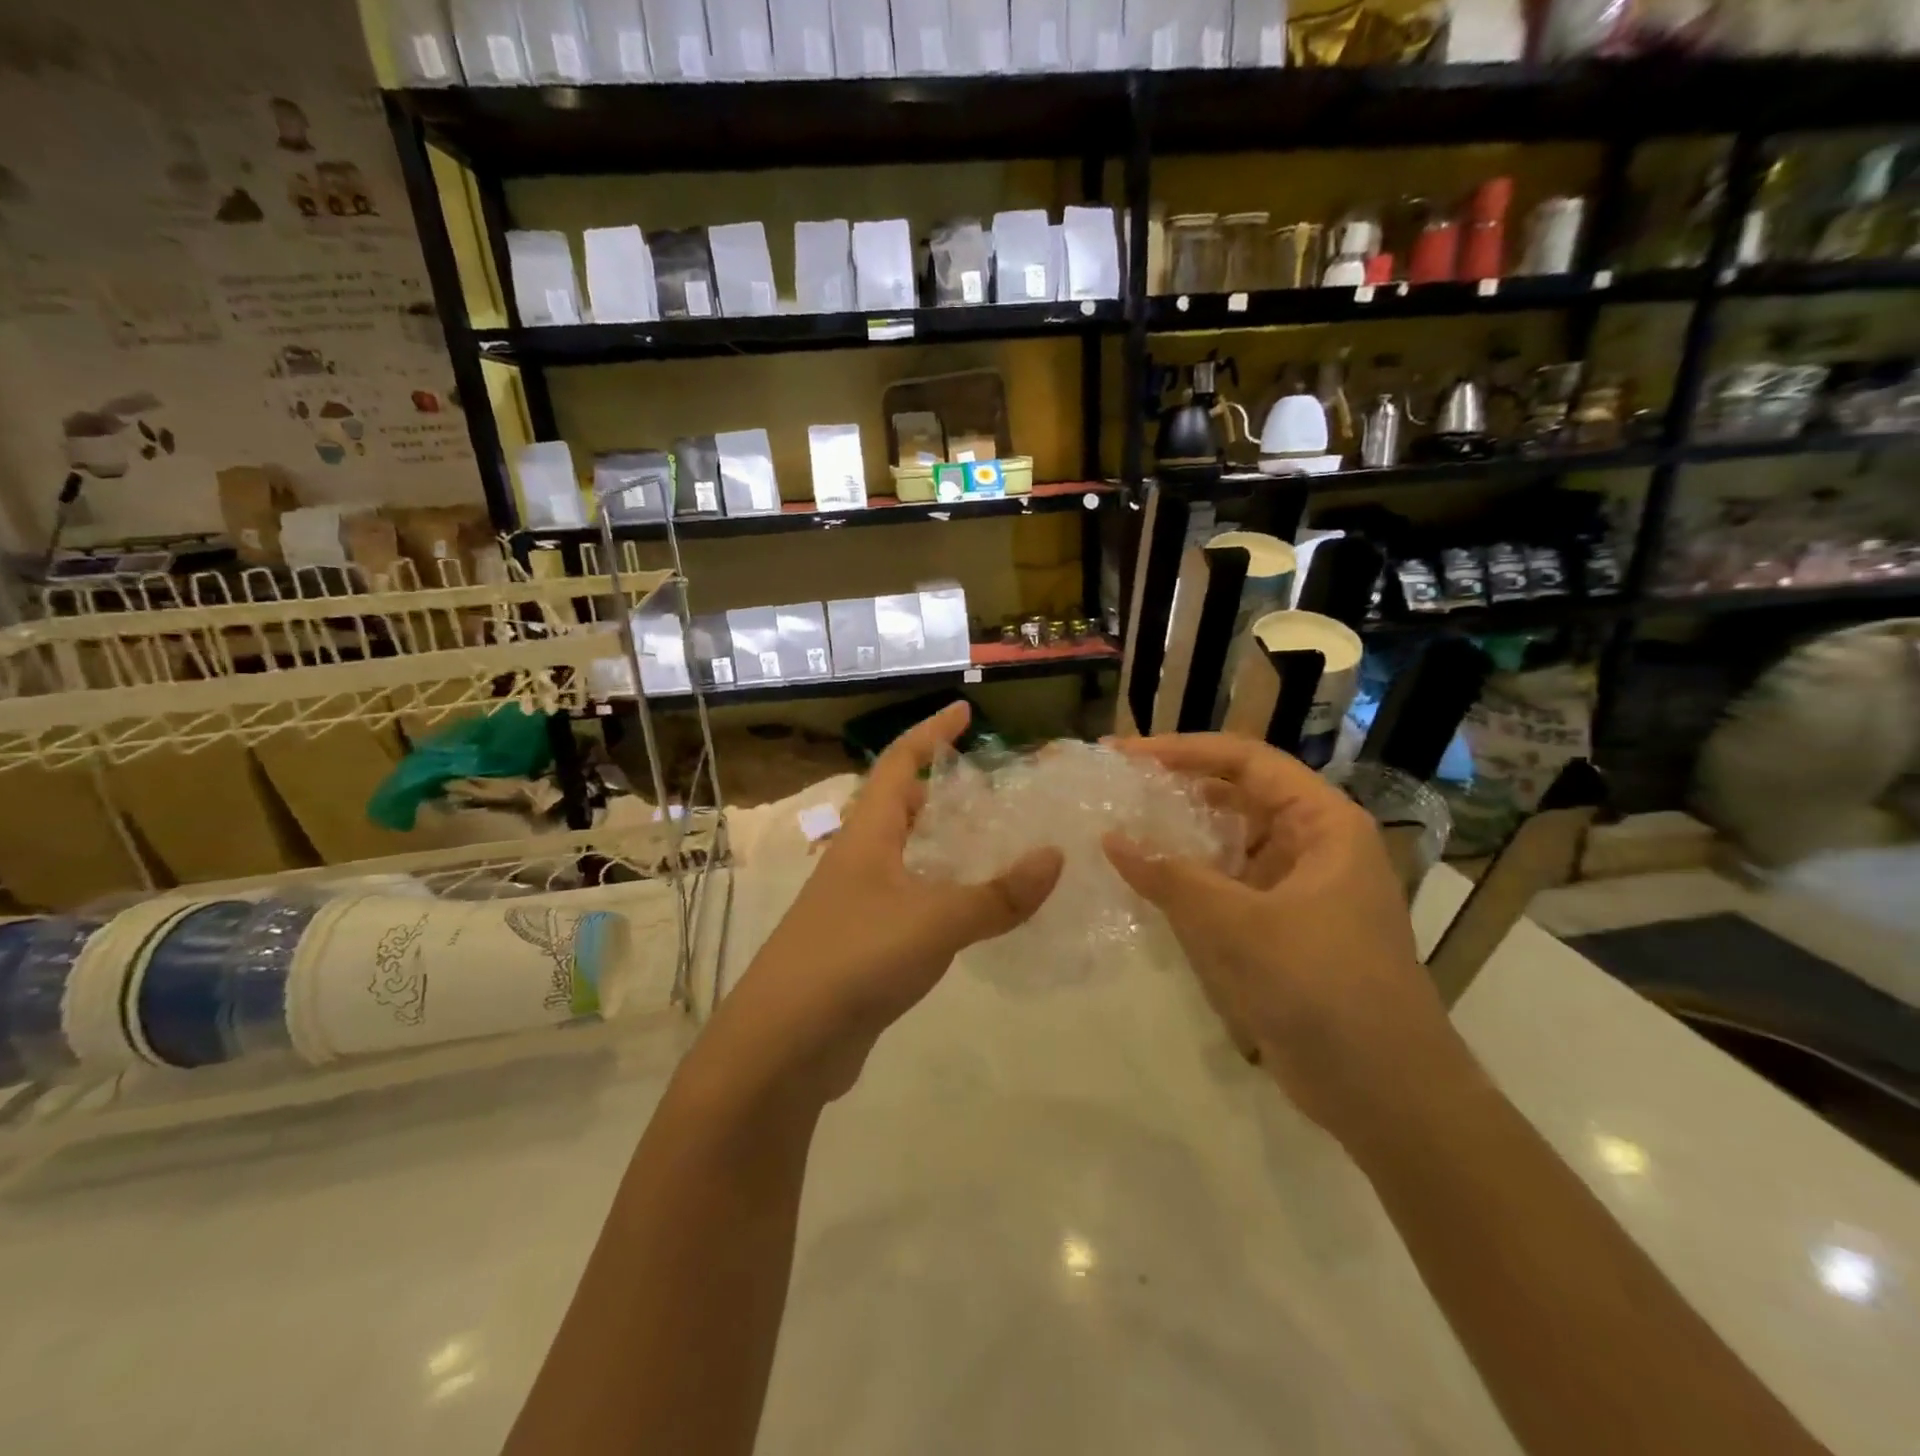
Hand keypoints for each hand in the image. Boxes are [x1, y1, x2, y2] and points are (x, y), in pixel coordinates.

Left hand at [706, 702, 1062, 1101]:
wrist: (785, 1043)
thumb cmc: (854, 959)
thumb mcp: (935, 920)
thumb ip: (998, 894)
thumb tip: (1055, 857)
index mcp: (867, 835)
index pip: (899, 763)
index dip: (930, 733)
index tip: (964, 711)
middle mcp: (859, 860)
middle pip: (900, 807)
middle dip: (942, 791)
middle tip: (993, 791)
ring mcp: (858, 904)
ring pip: (908, 857)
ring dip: (945, 845)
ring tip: (995, 845)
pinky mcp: (865, 945)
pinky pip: (912, 901)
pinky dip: (943, 893)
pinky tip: (974, 911)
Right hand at [1102, 734, 1462, 1147]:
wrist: (1386, 1094)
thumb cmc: (1322, 990)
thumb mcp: (1239, 927)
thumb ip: (1171, 878)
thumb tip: (1111, 839)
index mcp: (1324, 824)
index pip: (1247, 761)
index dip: (1183, 750)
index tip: (1125, 755)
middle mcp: (1315, 844)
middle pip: (1239, 795)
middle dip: (1179, 788)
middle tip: (1118, 787)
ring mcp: (1300, 887)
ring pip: (1231, 842)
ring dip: (1182, 835)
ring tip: (1124, 827)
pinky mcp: (1284, 926)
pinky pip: (1230, 884)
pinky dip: (1191, 879)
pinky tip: (1149, 883)